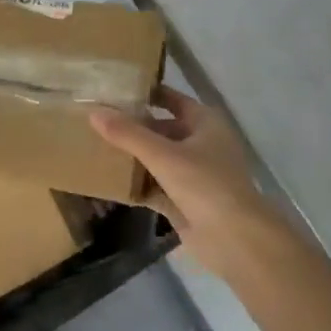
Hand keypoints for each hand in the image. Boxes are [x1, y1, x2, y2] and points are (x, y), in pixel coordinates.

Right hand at [90, 87, 283, 281]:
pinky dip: (137, 185)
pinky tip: (109, 183)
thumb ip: (128, 134)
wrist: (236, 240)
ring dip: (133, 157)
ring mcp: (194, 175)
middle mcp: (201, 145)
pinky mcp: (185, 202)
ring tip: (96, 147)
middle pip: (162, 130)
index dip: (147, 94)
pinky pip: (156, 187)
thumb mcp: (163, 155)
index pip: (171, 99)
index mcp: (205, 124)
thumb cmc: (205, 185)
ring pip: (158, 159)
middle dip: (133, 127)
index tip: (115, 90)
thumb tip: (94, 112)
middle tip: (98, 120)